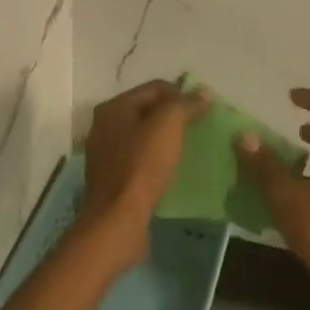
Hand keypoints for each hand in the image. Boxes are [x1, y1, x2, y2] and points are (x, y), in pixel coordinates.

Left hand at [76, 79, 209, 274]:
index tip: (205, 109)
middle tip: (200, 127)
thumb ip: (185, 104)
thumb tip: (204, 91)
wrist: (118, 221)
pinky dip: (158, 160)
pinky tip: (174, 170)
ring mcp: (106, 155)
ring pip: (144, 137)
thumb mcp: (167, 126)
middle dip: (174, 117)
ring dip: (167, 140)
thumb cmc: (142, 166)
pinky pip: (141, 160)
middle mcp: (105, 127)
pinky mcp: (113, 181)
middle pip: (148, 111)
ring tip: (191, 148)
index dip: (182, 93)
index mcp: (113, 108)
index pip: (154, 88)